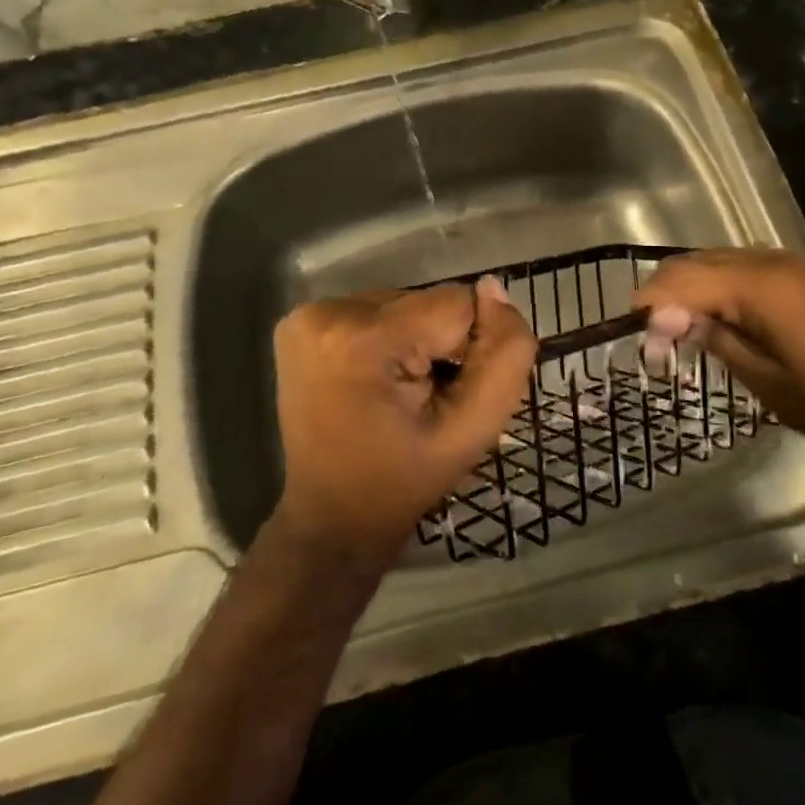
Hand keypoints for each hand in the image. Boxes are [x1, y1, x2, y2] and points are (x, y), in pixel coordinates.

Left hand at [272, 278, 536, 564]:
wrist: (332, 517)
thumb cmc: (403, 481)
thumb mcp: (473, 430)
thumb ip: (504, 356)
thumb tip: (494, 287)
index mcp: (361, 341)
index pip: (456, 305)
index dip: (468, 350)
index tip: (446, 395)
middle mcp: (326, 313)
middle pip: (426, 301)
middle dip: (438, 344)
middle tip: (423, 398)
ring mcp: (307, 315)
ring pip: (403, 304)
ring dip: (414, 341)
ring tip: (399, 392)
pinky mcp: (300, 321)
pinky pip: (375, 312)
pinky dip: (388, 340)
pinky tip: (376, 378)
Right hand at [635, 248, 804, 491]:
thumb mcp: (768, 383)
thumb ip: (718, 342)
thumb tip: (677, 322)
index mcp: (758, 286)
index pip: (680, 280)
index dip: (651, 307)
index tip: (639, 342)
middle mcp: (769, 260)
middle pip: (694, 262)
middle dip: (665, 294)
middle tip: (655, 340)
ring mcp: (790, 263)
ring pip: (717, 260)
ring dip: (691, 288)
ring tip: (681, 331)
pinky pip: (742, 267)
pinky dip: (719, 285)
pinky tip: (719, 318)